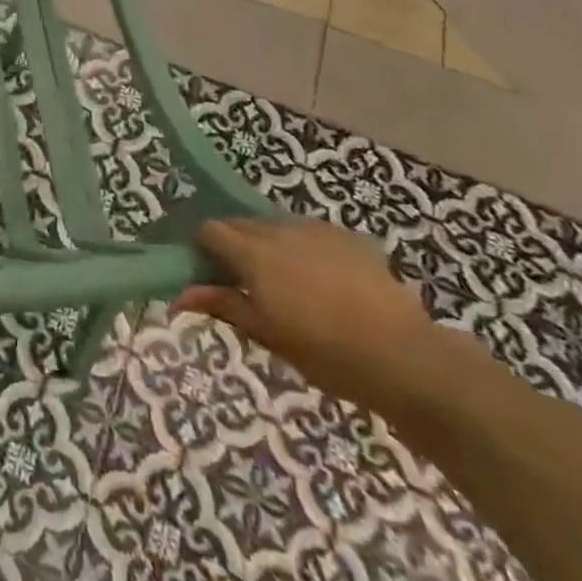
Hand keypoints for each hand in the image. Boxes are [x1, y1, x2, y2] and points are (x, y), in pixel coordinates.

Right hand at [173, 216, 456, 416]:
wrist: (404, 356)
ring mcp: (317, 230)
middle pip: (241, 224)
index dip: (203, 247)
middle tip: (242, 281)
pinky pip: (311, 233)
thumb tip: (177, 297)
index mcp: (253, 252)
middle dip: (234, 245)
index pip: (210, 230)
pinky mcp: (349, 237)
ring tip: (285, 282)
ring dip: (269, 244)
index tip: (208, 272)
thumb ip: (222, 305)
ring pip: (276, 226)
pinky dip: (303, 248)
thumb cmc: (324, 351)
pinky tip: (321, 279)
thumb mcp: (266, 333)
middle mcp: (279, 229)